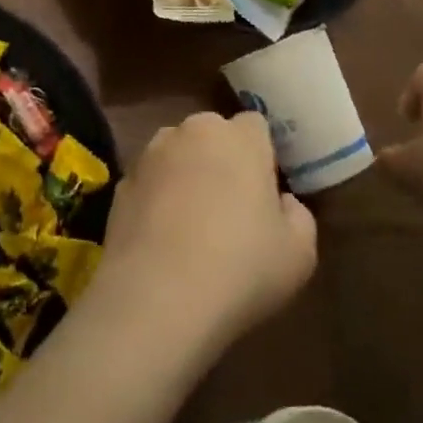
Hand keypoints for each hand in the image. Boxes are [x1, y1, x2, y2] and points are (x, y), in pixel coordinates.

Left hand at [94, 112, 316, 358]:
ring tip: (192, 225)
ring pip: (177, 154)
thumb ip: (298, 215)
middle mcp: (192, 131)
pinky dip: (157, 198)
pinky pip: (150, 181)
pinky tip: (163, 239)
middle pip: (213, 135)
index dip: (263, 155)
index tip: (266, 191)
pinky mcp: (122, 181)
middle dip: (222, 159)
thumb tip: (281, 202)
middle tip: (231, 207)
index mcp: (239, 137)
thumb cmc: (241, 267)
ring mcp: (151, 153)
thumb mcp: (300, 253)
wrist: (157, 296)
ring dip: (186, 174)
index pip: (256, 126)